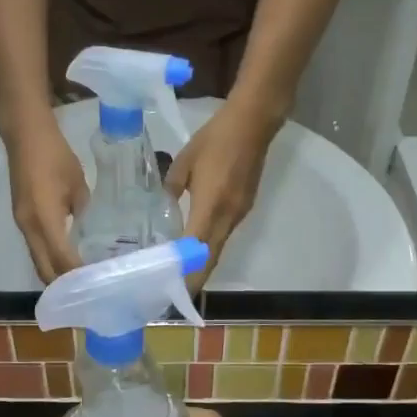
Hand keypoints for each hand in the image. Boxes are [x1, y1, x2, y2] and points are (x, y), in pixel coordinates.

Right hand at [4, 113, 87, 281]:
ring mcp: (22, 223)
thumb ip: (83, 210)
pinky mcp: (21, 217)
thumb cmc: (54, 156)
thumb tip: (89, 230)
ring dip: (56, 272)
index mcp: (44, 219)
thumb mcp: (77, 184)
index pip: (61, 259)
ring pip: (38, 259)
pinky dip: (50, 257)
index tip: (96, 287)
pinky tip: (67, 257)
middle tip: (88, 291)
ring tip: (80, 280)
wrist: (24, 135)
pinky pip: (35, 247)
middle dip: (63, 284)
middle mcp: (29, 227)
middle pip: (44, 268)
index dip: (77, 276)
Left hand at [167, 99, 277, 283]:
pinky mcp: (244, 207)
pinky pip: (224, 235)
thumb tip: (162, 207)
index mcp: (211, 206)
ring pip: (219, 249)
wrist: (254, 123)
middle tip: (172, 293)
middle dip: (193, 279)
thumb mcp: (185, 161)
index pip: (197, 250)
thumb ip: (170, 188)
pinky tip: (194, 248)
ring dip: (201, 265)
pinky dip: (209, 248)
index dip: (185, 273)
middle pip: (211, 258)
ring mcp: (239, 214)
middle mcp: (228, 217)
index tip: (170, 290)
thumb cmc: (216, 139)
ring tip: (178, 275)